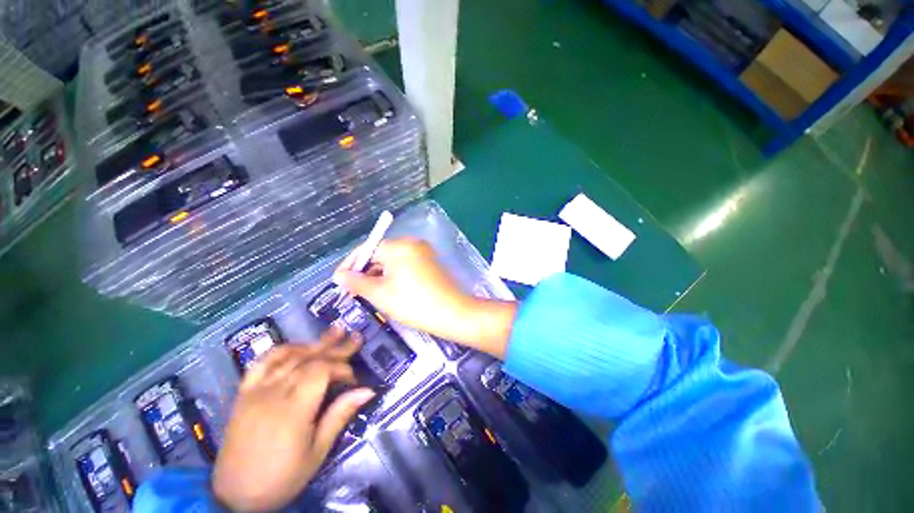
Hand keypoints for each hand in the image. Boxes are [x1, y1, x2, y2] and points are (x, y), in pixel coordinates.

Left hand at [212, 329, 375, 511]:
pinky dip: (282, 350)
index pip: (321, 371)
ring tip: (333, 333)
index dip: (341, 368)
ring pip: (289, 356)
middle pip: (309, 359)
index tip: (353, 379)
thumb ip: (340, 415)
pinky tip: (297, 346)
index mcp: (294, 410)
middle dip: (335, 347)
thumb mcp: (317, 452)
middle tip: (354, 337)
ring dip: (314, 343)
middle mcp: (274, 393)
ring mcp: (256, 391)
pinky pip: (262, 363)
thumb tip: (368, 390)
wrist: (235, 496)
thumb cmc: (282, 477)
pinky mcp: (244, 393)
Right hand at [333, 238, 516, 357]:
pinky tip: (388, 291)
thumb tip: (339, 275)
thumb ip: (357, 282)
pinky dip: (393, 276)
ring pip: (393, 262)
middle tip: (352, 291)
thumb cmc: (414, 303)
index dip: (350, 264)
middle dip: (365, 272)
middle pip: (381, 254)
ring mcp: (423, 253)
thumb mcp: (380, 294)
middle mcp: (413, 244)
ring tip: (368, 294)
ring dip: (378, 275)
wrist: (453, 314)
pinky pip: (405, 266)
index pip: (367, 249)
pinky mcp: (430, 264)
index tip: (338, 281)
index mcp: (400, 246)